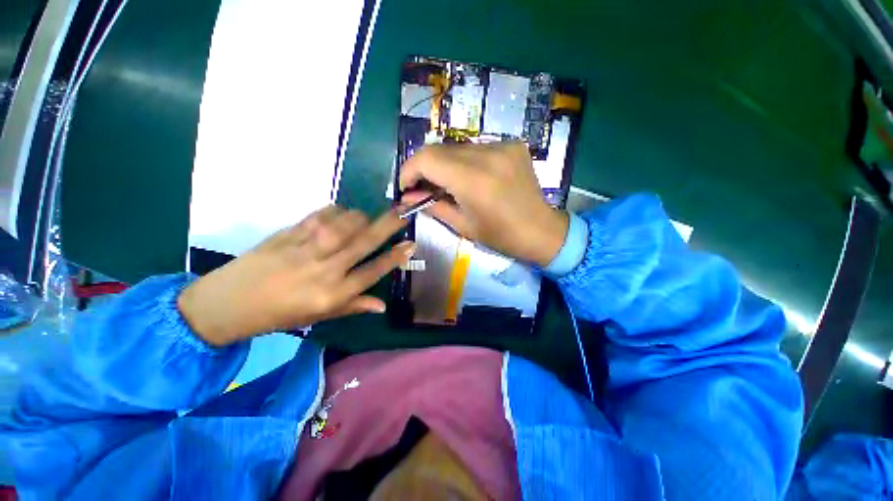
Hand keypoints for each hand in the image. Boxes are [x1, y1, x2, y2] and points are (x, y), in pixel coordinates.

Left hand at [177, 206, 412, 346]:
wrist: (227, 303)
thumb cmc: (278, 315)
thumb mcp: (318, 317)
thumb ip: (353, 306)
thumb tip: (382, 305)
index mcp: (333, 293)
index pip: (374, 271)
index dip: (396, 257)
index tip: (411, 244)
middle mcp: (325, 269)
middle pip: (365, 242)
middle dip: (388, 226)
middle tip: (403, 213)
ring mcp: (306, 248)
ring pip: (345, 224)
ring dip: (361, 217)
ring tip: (367, 218)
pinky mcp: (289, 234)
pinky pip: (319, 215)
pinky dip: (335, 211)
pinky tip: (339, 213)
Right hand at [399, 142, 567, 266]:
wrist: (541, 229)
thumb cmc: (501, 235)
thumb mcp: (462, 225)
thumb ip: (432, 206)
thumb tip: (407, 198)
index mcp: (473, 180)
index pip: (427, 158)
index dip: (408, 170)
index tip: (406, 187)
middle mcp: (487, 155)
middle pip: (439, 149)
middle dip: (424, 167)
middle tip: (423, 187)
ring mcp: (502, 146)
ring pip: (456, 147)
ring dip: (444, 164)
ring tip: (446, 184)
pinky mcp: (512, 144)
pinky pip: (476, 148)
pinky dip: (464, 161)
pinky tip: (470, 177)